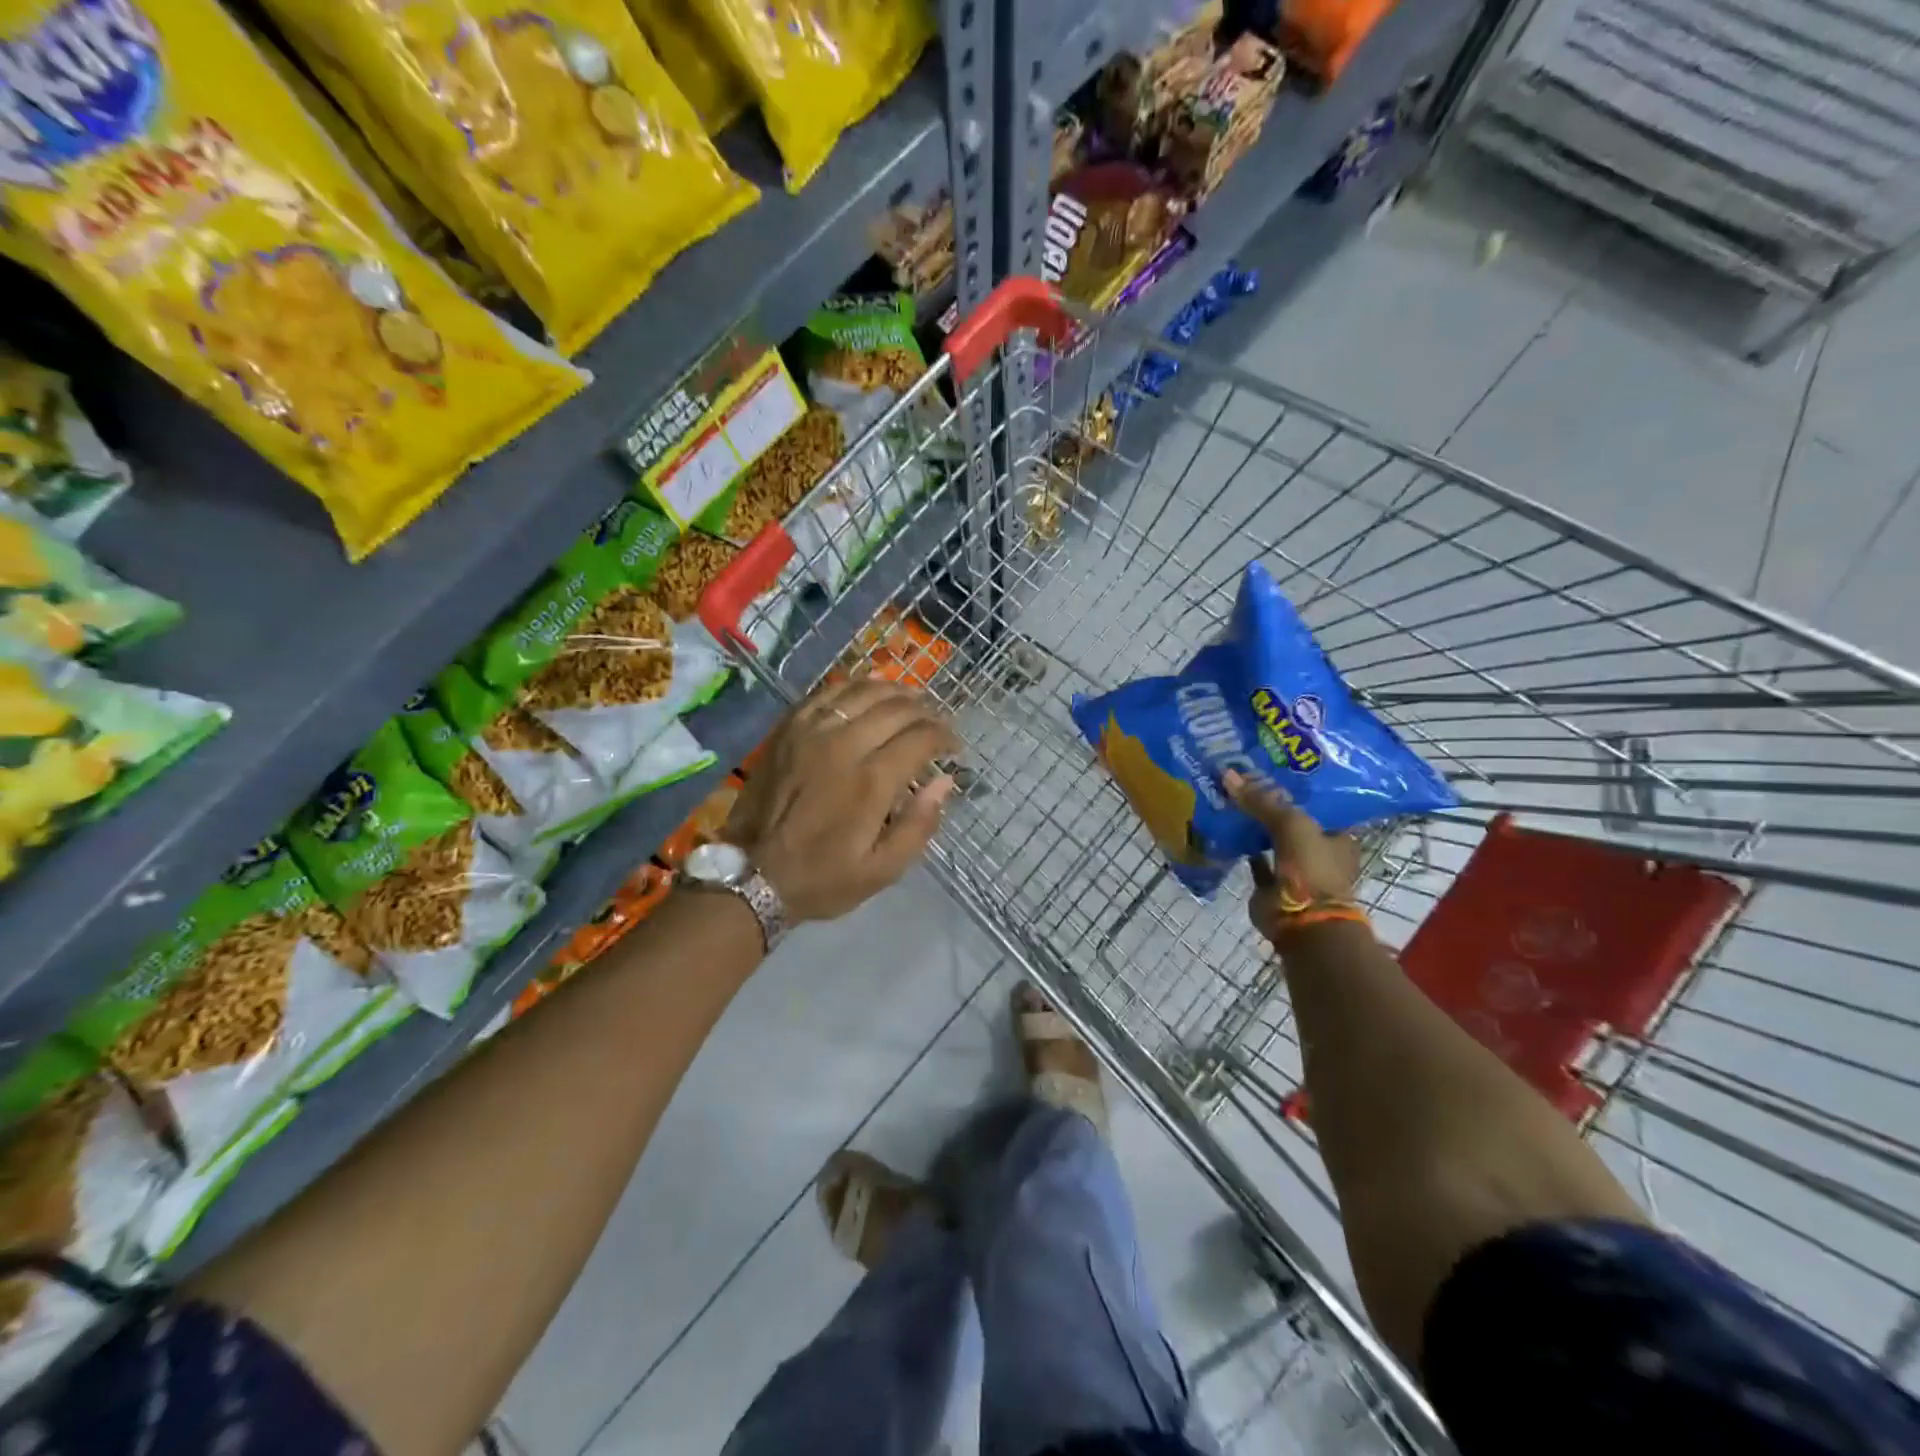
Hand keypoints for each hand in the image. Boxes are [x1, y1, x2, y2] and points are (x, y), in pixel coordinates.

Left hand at [724, 680, 959, 922]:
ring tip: (910, 702)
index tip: (954, 748)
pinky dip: (854, 688)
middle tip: (937, 724)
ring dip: (895, 692)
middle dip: (926, 712)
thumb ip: (920, 825)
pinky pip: (827, 693)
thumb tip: (945, 782)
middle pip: (897, 707)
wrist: (752, 874)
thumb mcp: (882, 870)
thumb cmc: (823, 877)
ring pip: (863, 691)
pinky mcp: (788, 729)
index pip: (921, 737)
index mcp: (871, 781)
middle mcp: (843, 745)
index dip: (945, 737)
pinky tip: (867, 695)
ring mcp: (811, 731)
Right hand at [1223, 770, 1362, 945]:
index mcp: (1338, 836)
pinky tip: (1224, 829)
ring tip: (1228, 798)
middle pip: (1291, 821)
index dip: (1296, 787)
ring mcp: (1295, 871)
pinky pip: (1254, 860)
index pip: (1318, 804)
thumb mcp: (1291, 824)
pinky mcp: (1272, 886)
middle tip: (1242, 780)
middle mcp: (1319, 852)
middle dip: (1269, 805)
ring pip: (1271, 840)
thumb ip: (1261, 801)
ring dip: (1253, 826)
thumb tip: (1228, 774)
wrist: (1302, 920)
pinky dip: (1241, 848)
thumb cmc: (1311, 868)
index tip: (1270, 769)